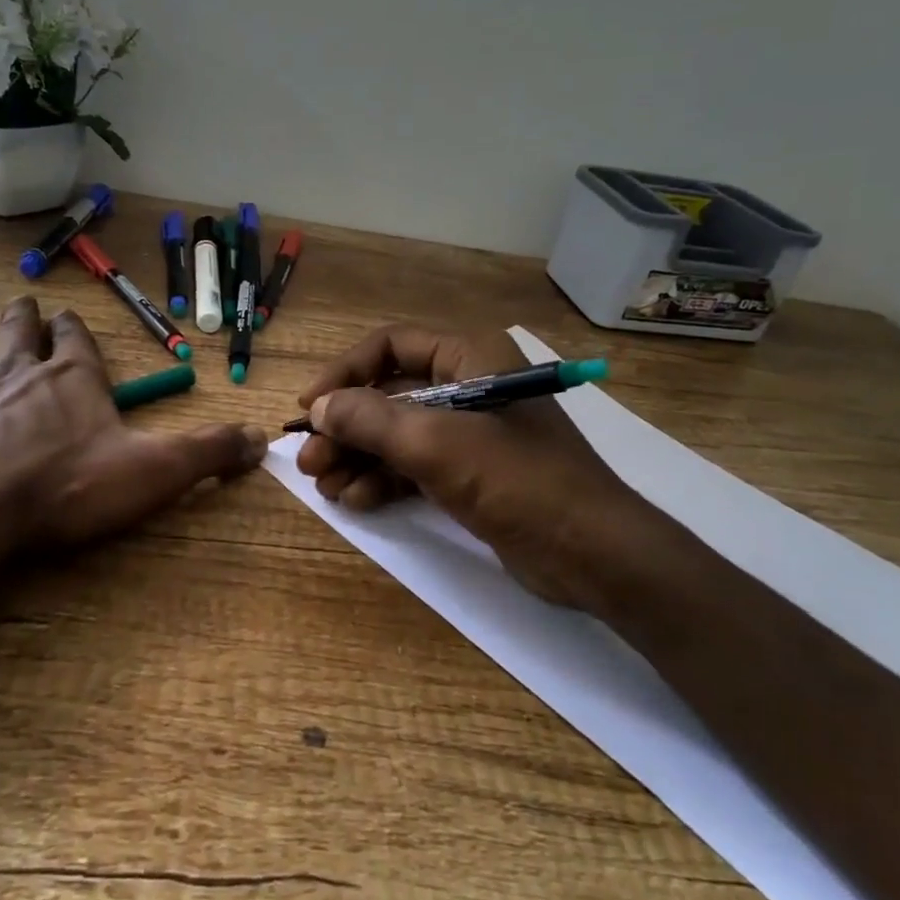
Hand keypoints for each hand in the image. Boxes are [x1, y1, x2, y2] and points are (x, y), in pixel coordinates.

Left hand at [0, 296, 266, 569]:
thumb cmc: (66, 487)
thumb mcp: (155, 472)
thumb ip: (209, 453)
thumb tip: (265, 439)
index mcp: (73, 381)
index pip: (77, 343)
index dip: (73, 330)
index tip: (67, 317)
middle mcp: (18, 372)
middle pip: (22, 334)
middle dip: (25, 319)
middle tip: (20, 302)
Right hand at [295, 325, 694, 613]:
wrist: (591, 553)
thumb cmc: (516, 481)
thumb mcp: (435, 444)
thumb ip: (371, 420)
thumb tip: (319, 407)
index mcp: (469, 356)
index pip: (390, 346)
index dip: (344, 373)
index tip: (310, 408)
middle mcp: (467, 385)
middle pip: (388, 395)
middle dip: (346, 428)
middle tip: (309, 461)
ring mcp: (469, 432)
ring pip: (397, 434)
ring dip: (358, 457)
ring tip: (325, 486)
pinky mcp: (470, 473)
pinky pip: (414, 465)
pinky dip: (383, 479)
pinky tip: (355, 500)